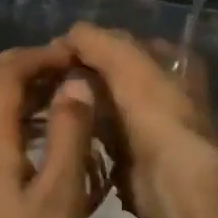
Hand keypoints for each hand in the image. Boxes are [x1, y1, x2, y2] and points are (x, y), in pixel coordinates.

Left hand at [0, 42, 101, 217]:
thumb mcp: (61, 197)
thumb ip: (68, 134)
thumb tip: (75, 83)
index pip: (3, 77)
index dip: (37, 56)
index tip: (73, 55)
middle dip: (17, 64)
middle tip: (59, 66)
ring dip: (7, 87)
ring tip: (51, 93)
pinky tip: (27, 134)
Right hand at [60, 24, 217, 217]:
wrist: (175, 181)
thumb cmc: (157, 112)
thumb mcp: (127, 61)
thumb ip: (95, 41)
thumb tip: (65, 36)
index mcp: (171, 62)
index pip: (122, 43)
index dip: (90, 45)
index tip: (55, 54)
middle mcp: (162, 91)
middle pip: (110, 76)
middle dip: (80, 78)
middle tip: (44, 81)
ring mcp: (147, 126)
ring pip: (102, 107)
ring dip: (78, 106)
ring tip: (43, 104)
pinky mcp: (131, 157)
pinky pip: (98, 138)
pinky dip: (80, 135)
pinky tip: (56, 130)